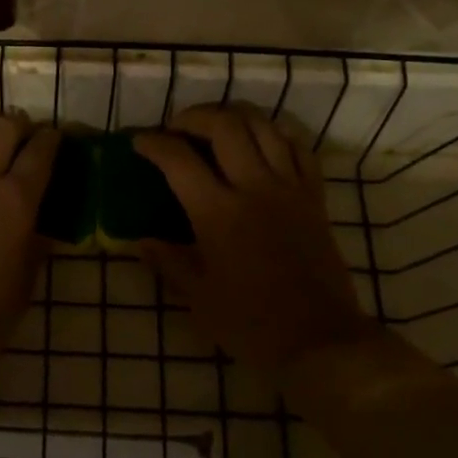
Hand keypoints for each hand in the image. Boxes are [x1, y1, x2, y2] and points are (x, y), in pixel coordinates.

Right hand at [134, 106, 370, 376]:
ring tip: (215, 125)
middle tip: (176, 128)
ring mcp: (289, 189)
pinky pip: (299, 148)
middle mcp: (254, 188)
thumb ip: (167, 261)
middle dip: (193, 117)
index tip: (139, 143)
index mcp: (218, 213)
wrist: (319, 341)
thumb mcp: (197, 296)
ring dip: (234, 116)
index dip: (153, 144)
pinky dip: (277, 134)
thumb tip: (139, 240)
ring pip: (264, 127)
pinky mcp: (314, 197)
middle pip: (224, 126)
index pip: (178, 160)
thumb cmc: (250, 323)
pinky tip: (262, 140)